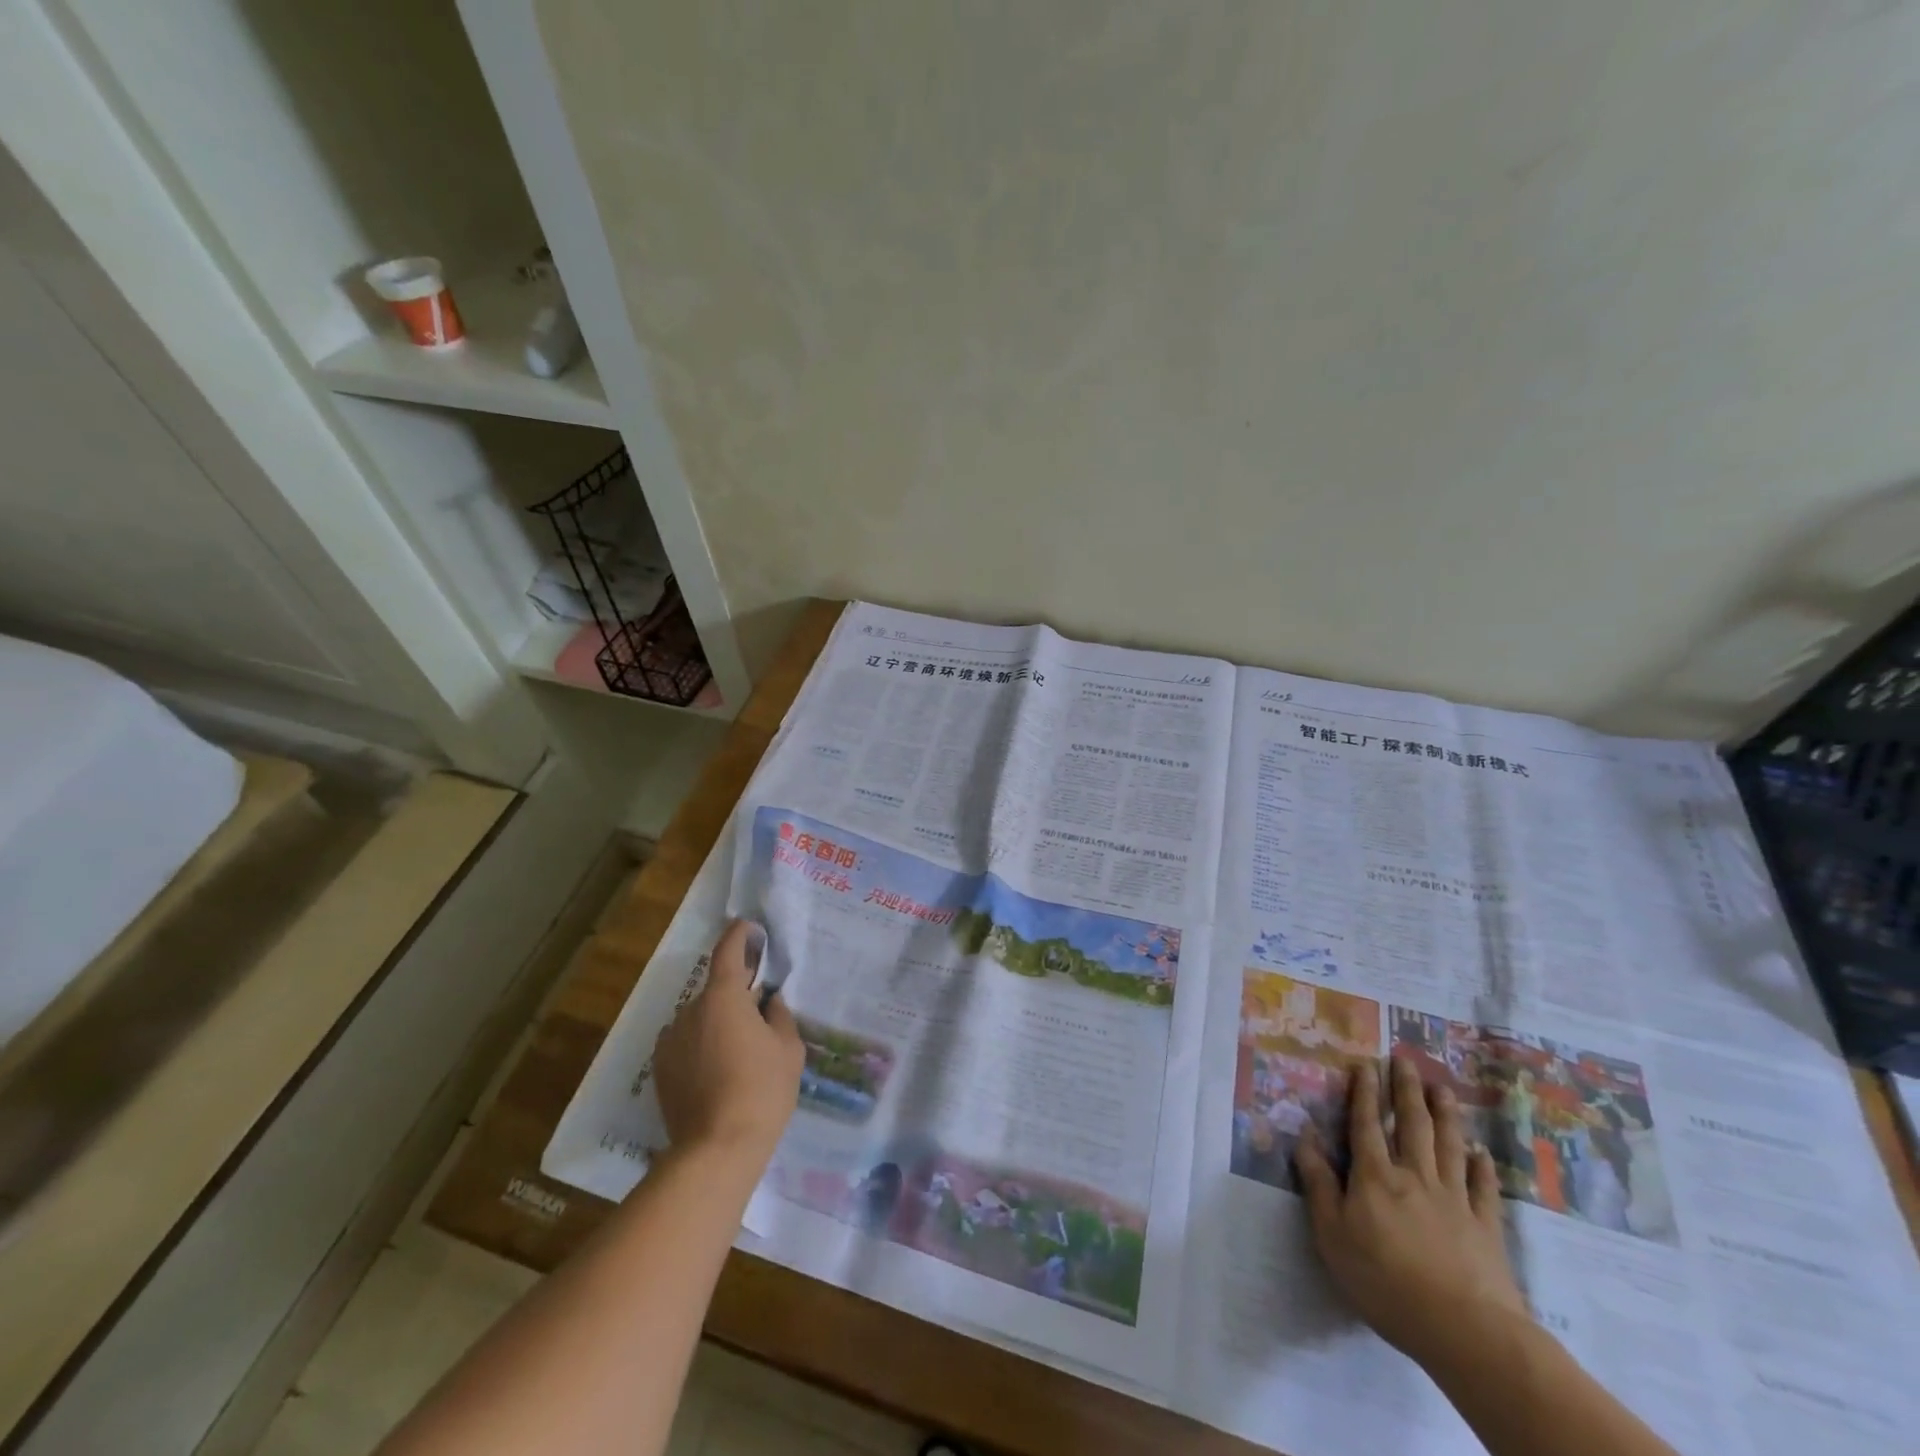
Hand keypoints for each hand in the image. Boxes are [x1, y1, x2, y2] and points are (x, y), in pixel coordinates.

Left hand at [653, 920, 803, 1165]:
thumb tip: (769, 1001)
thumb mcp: (788, 1048)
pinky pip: (685, 1043)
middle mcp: (690, 1011)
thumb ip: (779, 1015)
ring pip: (699, 1018)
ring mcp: (670, 1041)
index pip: (728, 951)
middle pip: (716, 989)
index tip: (749, 927)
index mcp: (723, 997)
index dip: (738, 934)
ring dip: (717, 1022)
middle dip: (736, 993)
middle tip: (759, 1013)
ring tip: (739, 1051)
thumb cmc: (762, 1090)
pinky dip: (701, 1045)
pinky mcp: (660, 1070)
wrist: (716, 1150)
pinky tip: (718, 1070)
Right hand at [1295, 1054, 1527, 1367]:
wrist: (1464, 1329)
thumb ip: (1318, 1183)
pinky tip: (1481, 1152)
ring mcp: (1454, 1199)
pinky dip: (1482, 1167)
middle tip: (1406, 1061)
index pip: (1365, 1124)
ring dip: (1445, 1114)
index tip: (1366, 1064)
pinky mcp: (1486, 1228)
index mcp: (1374, 1176)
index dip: (1364, 1093)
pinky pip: (1483, 1188)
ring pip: (1448, 1146)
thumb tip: (1305, 1136)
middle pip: (1411, 1125)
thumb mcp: (1332, 1234)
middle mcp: (1414, 1176)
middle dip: (1406, 1090)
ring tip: (1442, 1089)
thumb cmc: (1385, 1281)